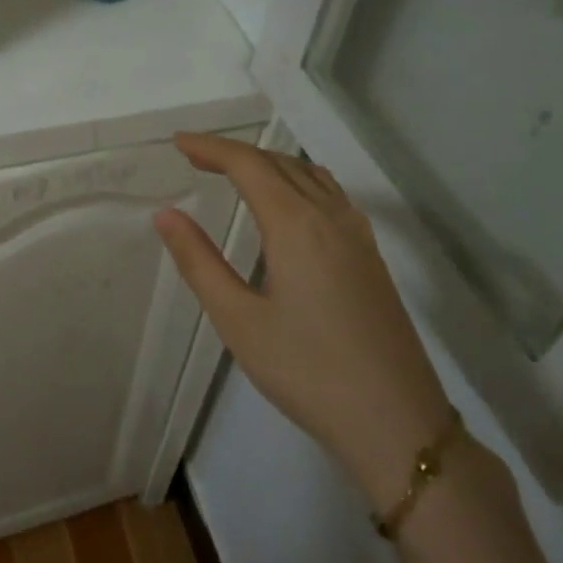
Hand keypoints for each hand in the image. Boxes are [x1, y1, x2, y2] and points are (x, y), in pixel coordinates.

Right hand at [153, 132, 453, 513]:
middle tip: (194, 157)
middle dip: (235, 153)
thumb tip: (167, 215)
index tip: (178, 143)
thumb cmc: (306, 371)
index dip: (211, 148)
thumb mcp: (238, 320)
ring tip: (234, 173)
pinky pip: (330, 195)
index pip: (249, 165)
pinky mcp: (371, 257)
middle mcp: (332, 217)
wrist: (395, 420)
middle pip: (280, 164)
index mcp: (297, 226)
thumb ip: (199, 261)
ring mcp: (358, 236)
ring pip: (310, 176)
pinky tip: (287, 204)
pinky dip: (298, 181)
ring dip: (269, 164)